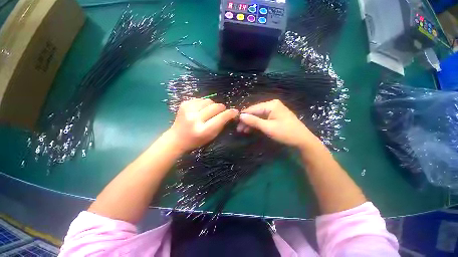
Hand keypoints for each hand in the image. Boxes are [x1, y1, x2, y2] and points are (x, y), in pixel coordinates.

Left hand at [165, 98, 238, 152]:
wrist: (177, 138)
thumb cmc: (196, 140)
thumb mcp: (211, 136)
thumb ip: (221, 124)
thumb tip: (230, 113)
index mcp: (203, 130)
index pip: (221, 117)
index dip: (230, 113)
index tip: (235, 111)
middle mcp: (195, 118)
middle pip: (215, 107)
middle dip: (222, 108)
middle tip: (222, 111)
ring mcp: (188, 109)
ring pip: (209, 101)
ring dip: (213, 105)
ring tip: (210, 111)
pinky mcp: (184, 103)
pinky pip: (201, 99)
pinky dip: (204, 103)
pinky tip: (202, 109)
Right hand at [237, 99, 319, 148]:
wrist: (302, 140)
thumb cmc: (285, 133)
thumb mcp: (268, 127)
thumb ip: (253, 121)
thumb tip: (240, 116)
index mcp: (271, 104)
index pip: (253, 109)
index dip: (243, 116)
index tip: (235, 123)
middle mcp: (272, 105)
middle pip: (255, 112)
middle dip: (247, 121)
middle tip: (239, 130)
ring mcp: (274, 111)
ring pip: (258, 116)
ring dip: (251, 123)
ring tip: (243, 131)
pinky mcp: (275, 117)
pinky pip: (263, 119)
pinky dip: (257, 124)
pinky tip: (251, 129)